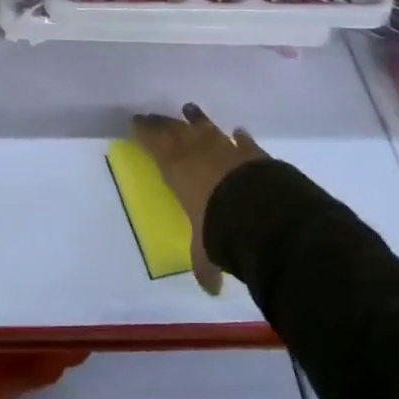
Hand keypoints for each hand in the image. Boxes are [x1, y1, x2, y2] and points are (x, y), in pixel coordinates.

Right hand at [130, 103, 265, 295]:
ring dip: (196, 119)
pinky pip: (242, 141)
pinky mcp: (252, 154)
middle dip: (163, 122)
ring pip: (205, 127)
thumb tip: (211, 289)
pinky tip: (237, 132)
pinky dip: (238, 137)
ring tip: (189, 109)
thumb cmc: (219, 227)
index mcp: (175, 168)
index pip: (153, 142)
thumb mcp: (206, 250)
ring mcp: (225, 148)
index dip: (144, 131)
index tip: (135, 121)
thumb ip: (205, 264)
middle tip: (153, 115)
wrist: (262, 213)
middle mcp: (196, 151)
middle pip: (175, 129)